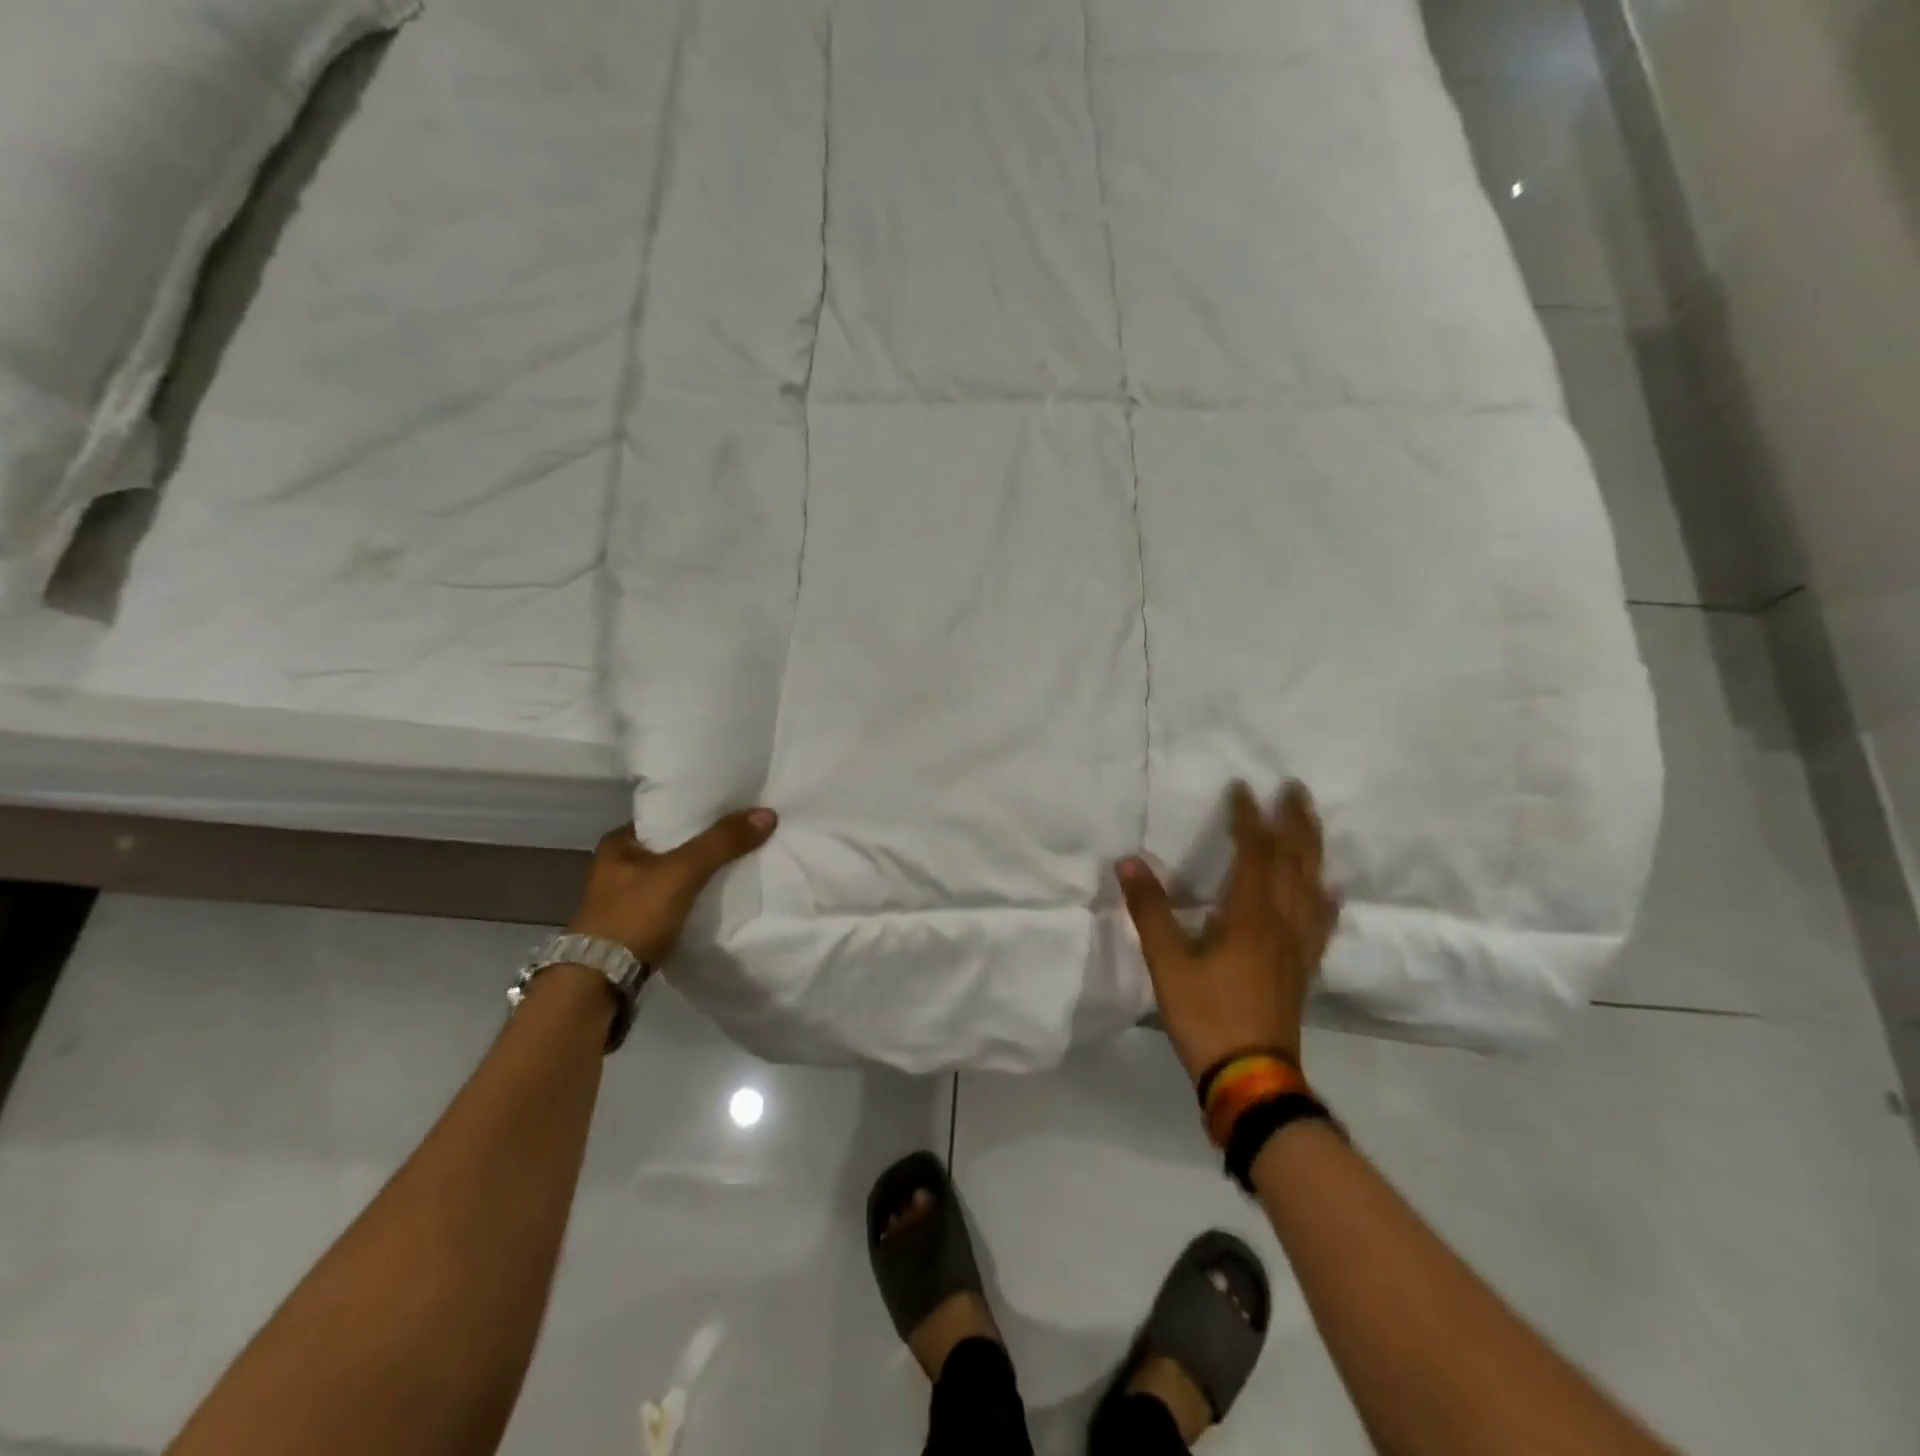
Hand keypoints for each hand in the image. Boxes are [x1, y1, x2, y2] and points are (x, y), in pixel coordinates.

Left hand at [568, 809, 777, 962]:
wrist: (599, 983)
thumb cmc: (634, 915)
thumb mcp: (682, 871)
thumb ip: (722, 842)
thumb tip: (767, 813)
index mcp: (619, 842)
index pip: (667, 815)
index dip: (701, 810)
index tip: (736, 808)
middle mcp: (618, 865)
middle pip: (675, 845)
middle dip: (706, 842)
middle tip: (746, 832)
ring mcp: (626, 898)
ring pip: (677, 874)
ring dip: (703, 871)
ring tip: (742, 860)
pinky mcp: (638, 925)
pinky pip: (677, 900)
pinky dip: (698, 896)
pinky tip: (723, 894)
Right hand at [1118, 781, 1339, 1081]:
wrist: (1251, 1078)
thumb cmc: (1206, 1016)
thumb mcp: (1167, 963)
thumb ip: (1150, 911)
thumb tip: (1128, 862)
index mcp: (1249, 916)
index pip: (1254, 853)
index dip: (1248, 818)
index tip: (1243, 788)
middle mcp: (1281, 923)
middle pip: (1294, 862)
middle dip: (1294, 823)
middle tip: (1295, 789)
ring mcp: (1297, 947)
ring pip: (1312, 887)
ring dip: (1313, 850)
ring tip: (1312, 824)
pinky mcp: (1302, 970)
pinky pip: (1321, 924)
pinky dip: (1325, 900)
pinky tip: (1329, 892)